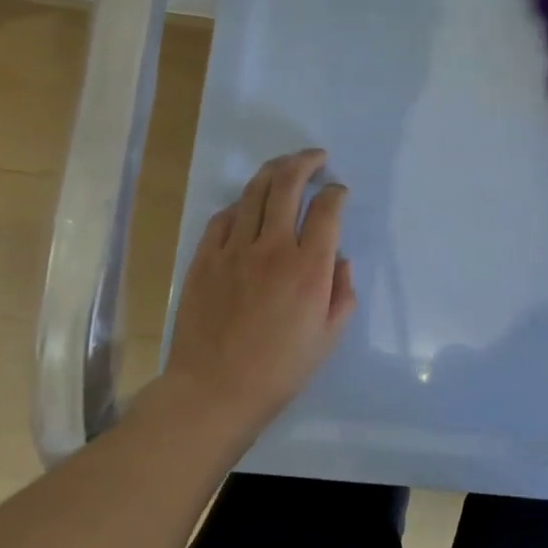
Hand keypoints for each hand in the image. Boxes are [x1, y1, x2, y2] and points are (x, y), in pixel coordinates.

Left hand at [158, 149, 355, 436]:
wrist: (214, 391)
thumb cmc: (280, 370)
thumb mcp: (329, 337)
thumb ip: (342, 292)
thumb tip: (339, 259)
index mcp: (308, 268)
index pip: (327, 209)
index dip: (336, 193)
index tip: (338, 193)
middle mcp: (272, 248)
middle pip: (288, 184)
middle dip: (305, 162)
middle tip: (316, 157)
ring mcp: (234, 250)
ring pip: (254, 192)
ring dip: (273, 171)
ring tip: (285, 165)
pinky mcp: (205, 258)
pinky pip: (223, 217)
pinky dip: (240, 204)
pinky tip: (247, 205)